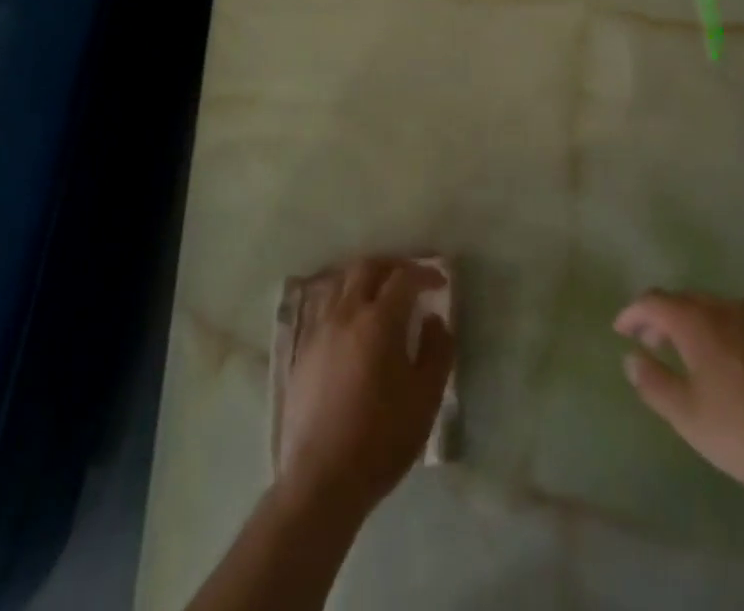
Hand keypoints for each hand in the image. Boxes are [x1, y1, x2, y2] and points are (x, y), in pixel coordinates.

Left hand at [277, 258, 453, 520]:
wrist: (322, 479)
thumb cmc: (382, 438)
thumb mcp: (426, 398)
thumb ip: (437, 351)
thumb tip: (435, 319)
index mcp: (379, 320)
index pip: (404, 278)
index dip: (425, 273)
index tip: (440, 281)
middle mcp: (346, 313)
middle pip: (368, 267)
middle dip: (392, 265)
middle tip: (410, 278)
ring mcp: (320, 330)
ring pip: (341, 282)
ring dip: (364, 278)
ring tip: (379, 292)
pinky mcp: (303, 350)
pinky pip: (323, 306)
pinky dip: (342, 298)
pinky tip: (351, 319)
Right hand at [614, 290, 743, 516]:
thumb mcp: (689, 418)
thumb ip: (654, 383)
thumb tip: (631, 357)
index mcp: (698, 321)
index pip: (654, 301)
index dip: (633, 313)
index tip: (621, 330)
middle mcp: (727, 307)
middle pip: (686, 300)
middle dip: (664, 318)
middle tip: (653, 343)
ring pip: (718, 310)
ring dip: (697, 324)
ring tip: (692, 354)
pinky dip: (729, 335)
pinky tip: (735, 366)